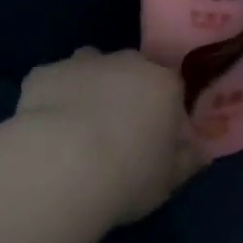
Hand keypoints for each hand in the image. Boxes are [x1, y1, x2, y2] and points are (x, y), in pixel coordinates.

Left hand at [14, 47, 206, 223]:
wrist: (62, 166)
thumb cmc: (128, 176)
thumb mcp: (168, 181)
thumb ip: (186, 161)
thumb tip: (199, 153)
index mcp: (163, 84)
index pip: (172, 89)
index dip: (163, 113)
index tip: (155, 141)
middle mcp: (125, 62)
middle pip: (131, 70)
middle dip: (126, 93)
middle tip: (116, 134)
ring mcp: (81, 62)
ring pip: (90, 66)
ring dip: (89, 86)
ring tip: (78, 127)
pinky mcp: (43, 73)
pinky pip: (52, 82)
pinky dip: (52, 97)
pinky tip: (45, 128)